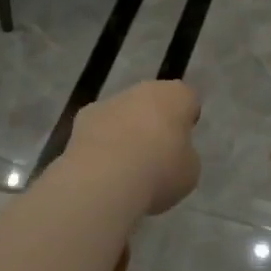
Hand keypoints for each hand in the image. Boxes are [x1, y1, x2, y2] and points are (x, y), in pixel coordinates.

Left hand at [66, 80, 202, 214]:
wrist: (104, 180)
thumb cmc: (159, 171)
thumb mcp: (189, 170)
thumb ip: (183, 155)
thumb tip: (170, 154)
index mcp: (175, 95)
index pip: (187, 98)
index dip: (186, 118)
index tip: (183, 141)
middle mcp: (142, 89)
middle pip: (153, 102)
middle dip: (154, 122)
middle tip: (156, 154)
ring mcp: (109, 102)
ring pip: (123, 114)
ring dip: (126, 131)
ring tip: (126, 168)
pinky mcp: (81, 119)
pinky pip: (99, 129)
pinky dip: (101, 143)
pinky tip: (102, 169)